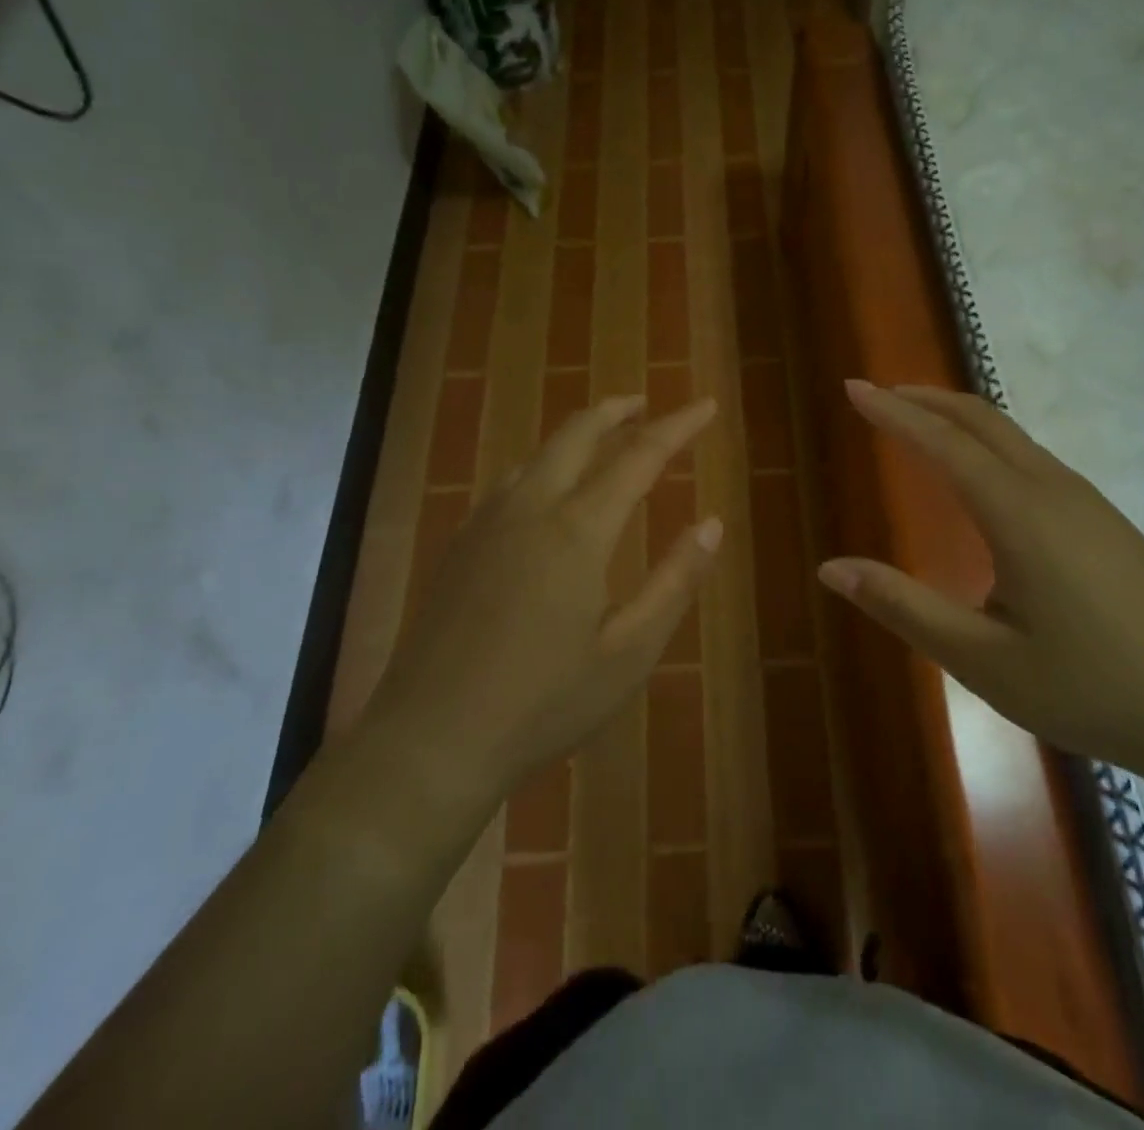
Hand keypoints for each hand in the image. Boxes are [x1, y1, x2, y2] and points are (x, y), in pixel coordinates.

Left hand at [363, 394, 721, 809]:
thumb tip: (713, 524)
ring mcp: (486, 523)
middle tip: (648, 403)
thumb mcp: (629, 652)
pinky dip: (544, 464)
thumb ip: (675, 581)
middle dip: (618, 411)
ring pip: (539, 453)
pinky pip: (511, 482)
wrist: (430, 740)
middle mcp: (530, 508)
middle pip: (577, 434)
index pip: (639, 456)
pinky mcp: (460, 545)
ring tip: (606, 437)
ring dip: (578, 434)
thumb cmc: (543, 703)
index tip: (705, 406)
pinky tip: (548, 489)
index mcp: (577, 530)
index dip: (677, 427)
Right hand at [817, 381, 1143, 777]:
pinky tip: (980, 475)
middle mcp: (1053, 490)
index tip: (852, 388)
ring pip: (1011, 436)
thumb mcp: (983, 660)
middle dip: (925, 400)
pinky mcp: (1105, 521)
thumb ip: (903, 607)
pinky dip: (988, 443)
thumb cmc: (1092, 689)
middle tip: (878, 395)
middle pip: (982, 421)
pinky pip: (1032, 458)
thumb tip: (831, 568)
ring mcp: (1087, 502)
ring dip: (958, 419)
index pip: (943, 444)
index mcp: (1020, 515)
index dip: (893, 413)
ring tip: (918, 423)